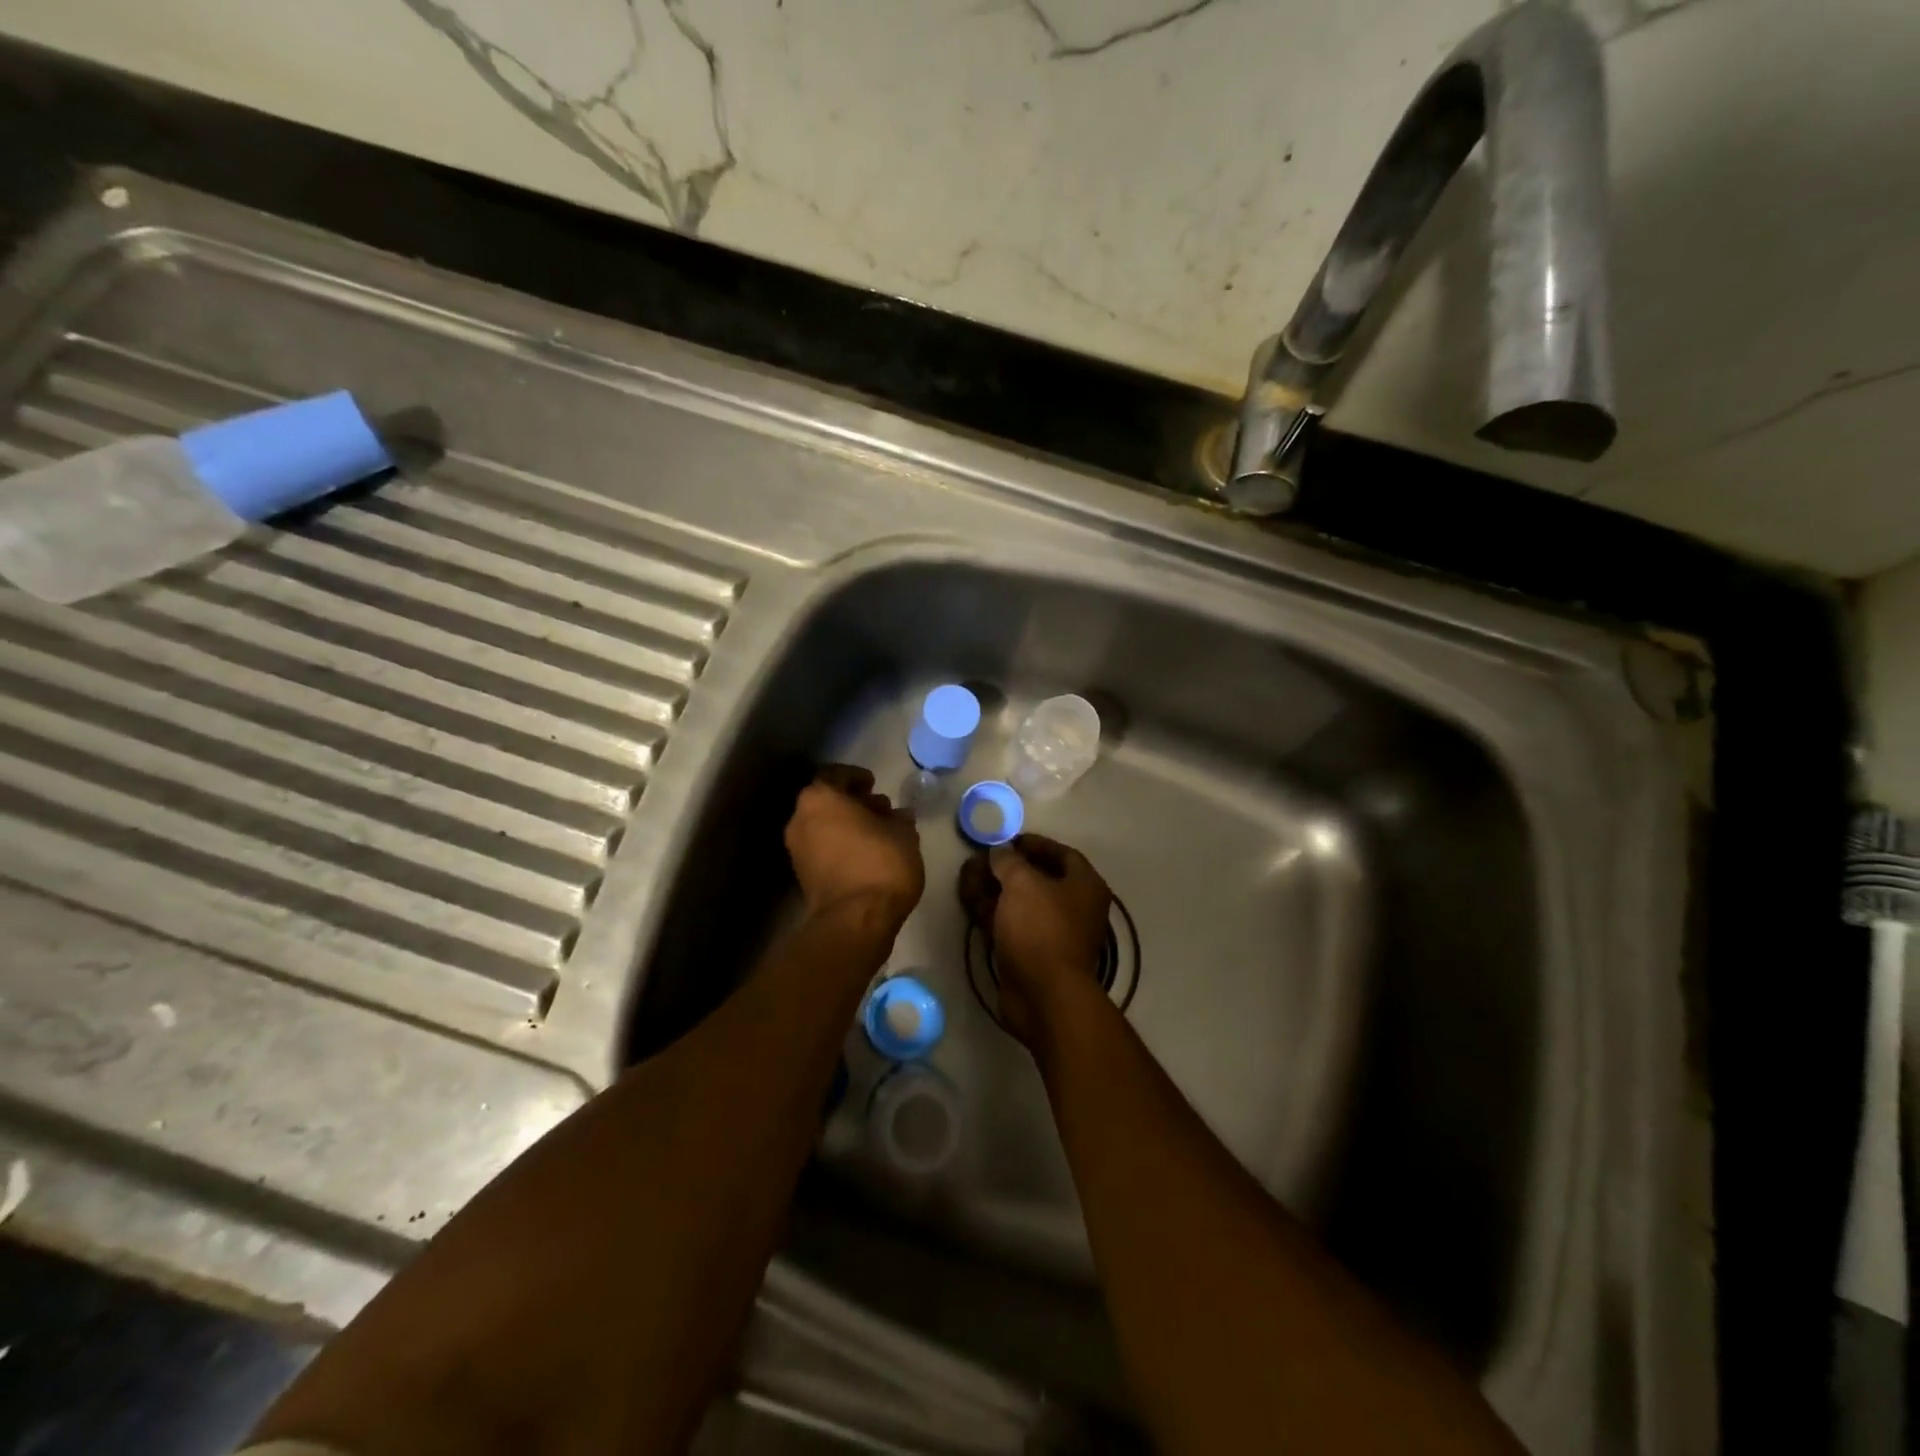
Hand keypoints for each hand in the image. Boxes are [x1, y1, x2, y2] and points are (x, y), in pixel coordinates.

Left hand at [785, 764, 924, 934]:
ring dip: (846, 825)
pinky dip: (840, 845)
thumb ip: (899, 819)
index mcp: (820, 798)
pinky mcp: (801, 875)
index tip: (874, 784)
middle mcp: (800, 819)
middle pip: (826, 801)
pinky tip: (866, 854)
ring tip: (877, 833)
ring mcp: (797, 849)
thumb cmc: (881, 863)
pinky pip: (822, 849)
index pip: (835, 775)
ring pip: (823, 826)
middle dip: (852, 803)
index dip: (856, 777)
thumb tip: (898, 816)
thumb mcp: (903, 834)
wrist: (855, 920)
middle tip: (880, 809)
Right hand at [986, 834, 1111, 1047]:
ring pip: (1019, 902)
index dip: (1035, 843)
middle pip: (1037, 878)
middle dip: (1005, 867)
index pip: (1063, 854)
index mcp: (1085, 886)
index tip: (1007, 839)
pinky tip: (968, 899)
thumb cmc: (1041, 929)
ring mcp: (1051, 933)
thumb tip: (999, 851)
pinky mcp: (1031, 953)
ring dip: (993, 887)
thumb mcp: (1022, 884)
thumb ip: (1008, 861)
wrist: (1043, 995)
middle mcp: (1073, 907)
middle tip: (978, 858)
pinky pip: (1010, 923)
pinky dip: (991, 911)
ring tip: (965, 875)